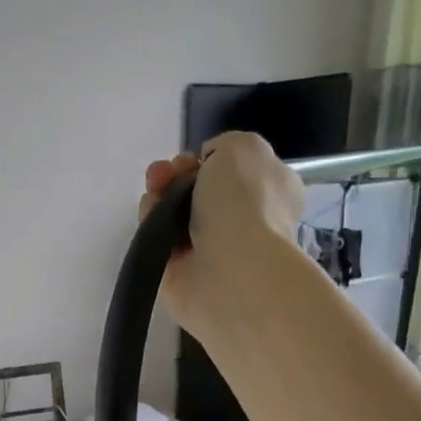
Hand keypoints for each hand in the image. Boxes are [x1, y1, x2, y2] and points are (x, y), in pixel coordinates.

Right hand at [142, 132, 304, 336]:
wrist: (231, 270)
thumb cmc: (245, 204)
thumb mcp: (243, 147)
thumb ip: (224, 146)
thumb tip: (205, 167)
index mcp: (271, 191)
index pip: (234, 171)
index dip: (208, 160)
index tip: (194, 158)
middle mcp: (243, 221)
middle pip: (199, 191)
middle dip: (176, 177)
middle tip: (163, 174)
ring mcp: (211, 250)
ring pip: (176, 215)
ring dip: (159, 197)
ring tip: (153, 193)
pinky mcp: (182, 273)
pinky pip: (160, 241)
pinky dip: (151, 225)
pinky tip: (150, 216)